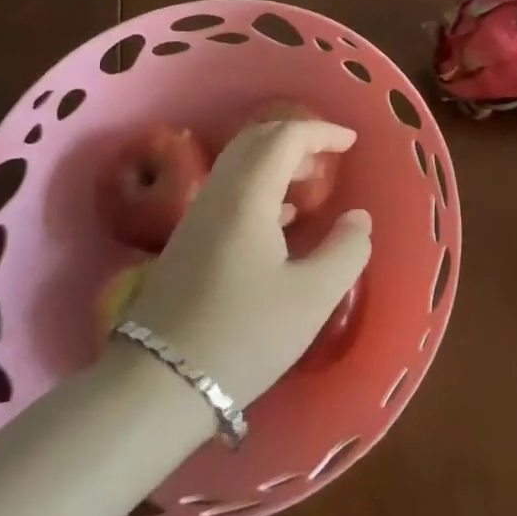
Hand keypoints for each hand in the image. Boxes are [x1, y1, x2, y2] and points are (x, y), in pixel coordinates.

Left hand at [122, 119, 371, 408]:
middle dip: (296, 138)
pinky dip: (261, 185)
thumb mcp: (311, 298)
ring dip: (277, 161)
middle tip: (330, 156)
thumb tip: (358, 218)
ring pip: (240, 164)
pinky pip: (230, 189)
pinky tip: (281, 218)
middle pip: (257, 140)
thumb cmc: (243, 335)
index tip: (352, 143)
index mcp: (248, 194)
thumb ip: (345, 251)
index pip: (285, 138)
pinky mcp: (189, 241)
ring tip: (310, 183)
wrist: (158, 383)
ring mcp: (198, 216)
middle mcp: (219, 193)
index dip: (321, 132)